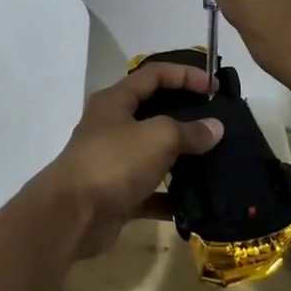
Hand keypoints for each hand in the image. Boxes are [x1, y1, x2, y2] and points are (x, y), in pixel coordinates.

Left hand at [36, 63, 223, 259]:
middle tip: (218, 123)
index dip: (186, 75)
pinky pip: (151, 192)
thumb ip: (188, 130)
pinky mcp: (117, 195)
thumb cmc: (113, 162)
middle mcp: (112, 126)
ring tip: (216, 160)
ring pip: (154, 153)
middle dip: (186, 115)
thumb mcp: (157, 137)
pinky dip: (172, 196)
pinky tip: (198, 201)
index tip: (215, 88)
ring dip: (182, 158)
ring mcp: (114, 162)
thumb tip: (214, 128)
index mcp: (116, 101)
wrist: (72, 216)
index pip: (154, 74)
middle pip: (154, 112)